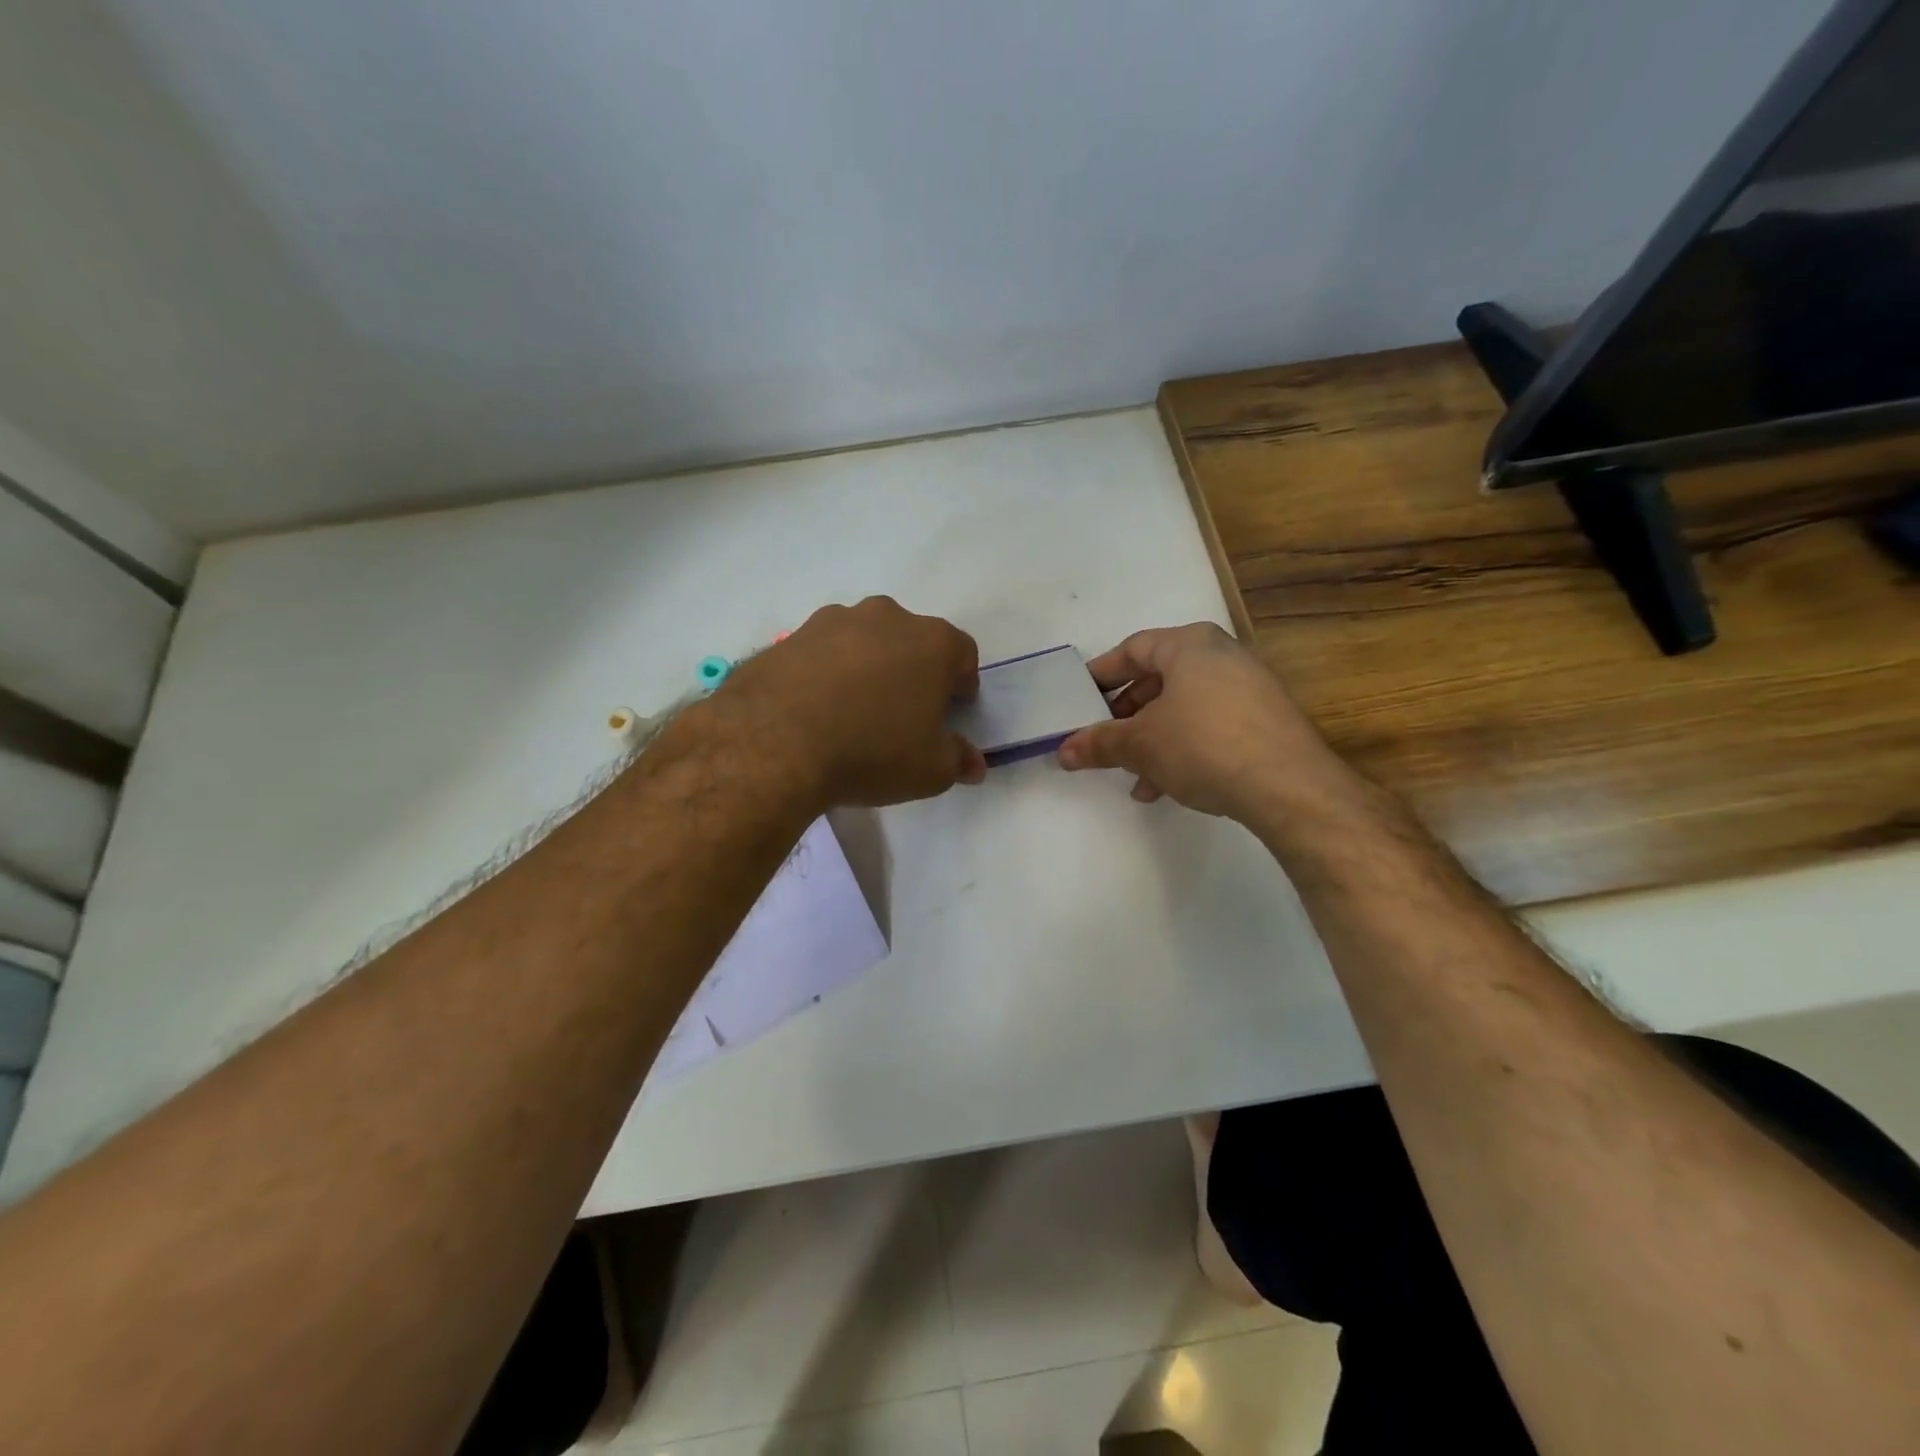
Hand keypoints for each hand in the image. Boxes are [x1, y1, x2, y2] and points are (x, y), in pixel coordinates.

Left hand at [717, 597, 985, 808]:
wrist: (775, 743)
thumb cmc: (872, 752)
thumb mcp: (930, 770)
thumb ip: (957, 760)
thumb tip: (974, 764)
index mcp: (932, 642)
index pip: (963, 653)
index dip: (961, 682)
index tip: (952, 709)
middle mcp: (886, 617)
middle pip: (911, 640)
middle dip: (913, 670)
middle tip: (903, 711)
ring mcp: (832, 621)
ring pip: (864, 641)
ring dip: (867, 666)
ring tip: (853, 711)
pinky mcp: (790, 635)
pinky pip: (821, 652)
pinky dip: (826, 673)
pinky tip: (815, 709)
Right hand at [1057, 623, 1359, 825]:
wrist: (1289, 786)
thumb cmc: (1203, 745)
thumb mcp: (1141, 745)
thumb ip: (1100, 743)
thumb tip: (1064, 751)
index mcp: (1189, 645)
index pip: (1132, 649)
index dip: (1100, 674)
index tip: (1078, 698)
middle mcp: (1222, 656)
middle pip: (1158, 680)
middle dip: (1126, 715)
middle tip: (1104, 740)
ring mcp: (1249, 688)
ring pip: (1183, 708)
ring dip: (1152, 740)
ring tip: (1133, 776)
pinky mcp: (1265, 721)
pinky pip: (1210, 725)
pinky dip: (1183, 748)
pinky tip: (1167, 786)